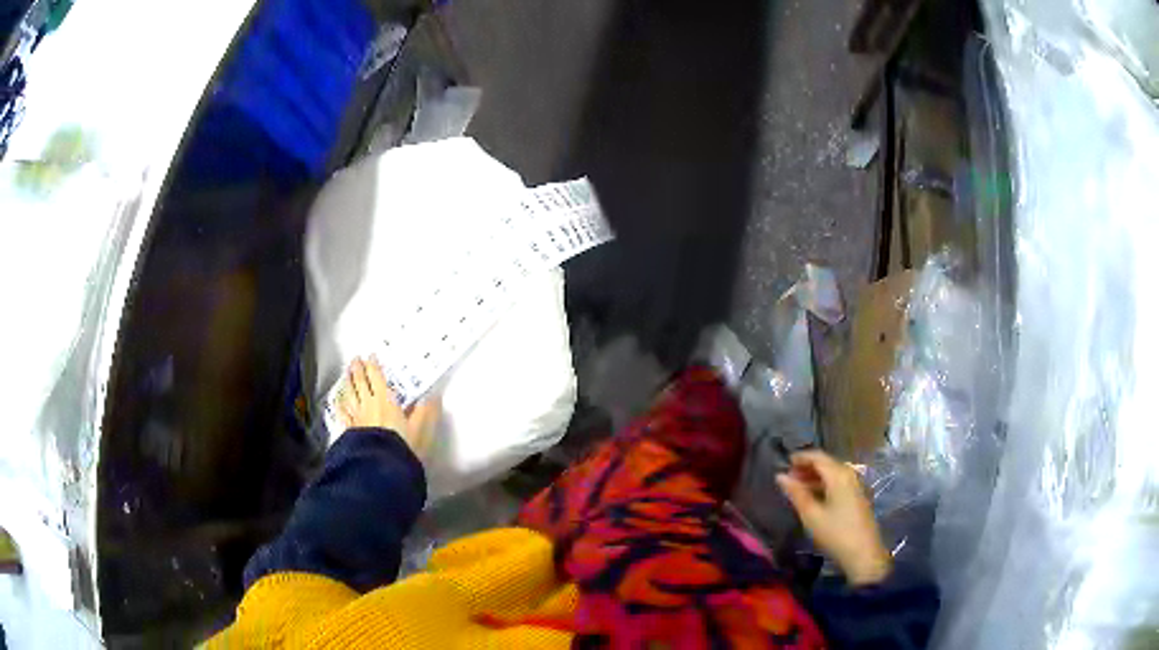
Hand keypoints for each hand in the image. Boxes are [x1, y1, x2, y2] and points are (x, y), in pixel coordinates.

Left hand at [337, 357, 440, 460]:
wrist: (381, 465)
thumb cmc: (402, 446)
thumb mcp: (421, 429)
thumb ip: (426, 412)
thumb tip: (433, 397)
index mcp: (386, 400)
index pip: (377, 378)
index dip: (373, 366)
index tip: (371, 356)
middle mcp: (369, 405)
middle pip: (361, 383)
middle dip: (358, 370)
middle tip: (355, 359)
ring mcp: (357, 417)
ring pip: (350, 395)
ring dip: (347, 382)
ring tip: (345, 374)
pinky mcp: (351, 430)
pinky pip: (344, 414)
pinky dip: (340, 406)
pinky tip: (338, 402)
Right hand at [776, 450, 891, 585]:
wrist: (863, 553)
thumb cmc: (835, 533)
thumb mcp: (811, 515)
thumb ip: (796, 493)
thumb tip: (780, 476)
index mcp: (839, 475)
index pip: (817, 456)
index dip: (800, 457)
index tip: (784, 463)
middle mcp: (849, 474)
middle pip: (826, 463)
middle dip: (807, 468)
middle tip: (788, 478)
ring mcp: (856, 485)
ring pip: (832, 474)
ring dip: (815, 477)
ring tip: (797, 488)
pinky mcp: (858, 496)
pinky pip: (838, 483)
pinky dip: (824, 485)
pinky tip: (814, 497)